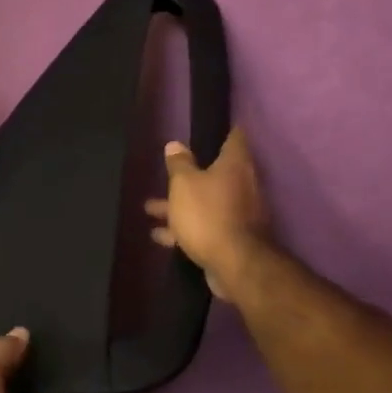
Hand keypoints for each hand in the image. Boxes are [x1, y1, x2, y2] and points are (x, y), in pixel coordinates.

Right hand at [145, 128, 270, 301]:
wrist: (235, 264)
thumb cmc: (208, 214)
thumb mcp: (184, 184)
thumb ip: (179, 163)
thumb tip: (175, 144)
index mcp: (234, 165)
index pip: (234, 139)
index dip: (224, 132)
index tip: (212, 128)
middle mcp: (241, 185)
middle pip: (214, 173)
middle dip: (188, 175)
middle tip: (167, 173)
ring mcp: (238, 213)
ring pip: (204, 202)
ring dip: (179, 206)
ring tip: (150, 210)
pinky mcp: (231, 238)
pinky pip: (204, 226)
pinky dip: (184, 228)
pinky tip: (161, 236)